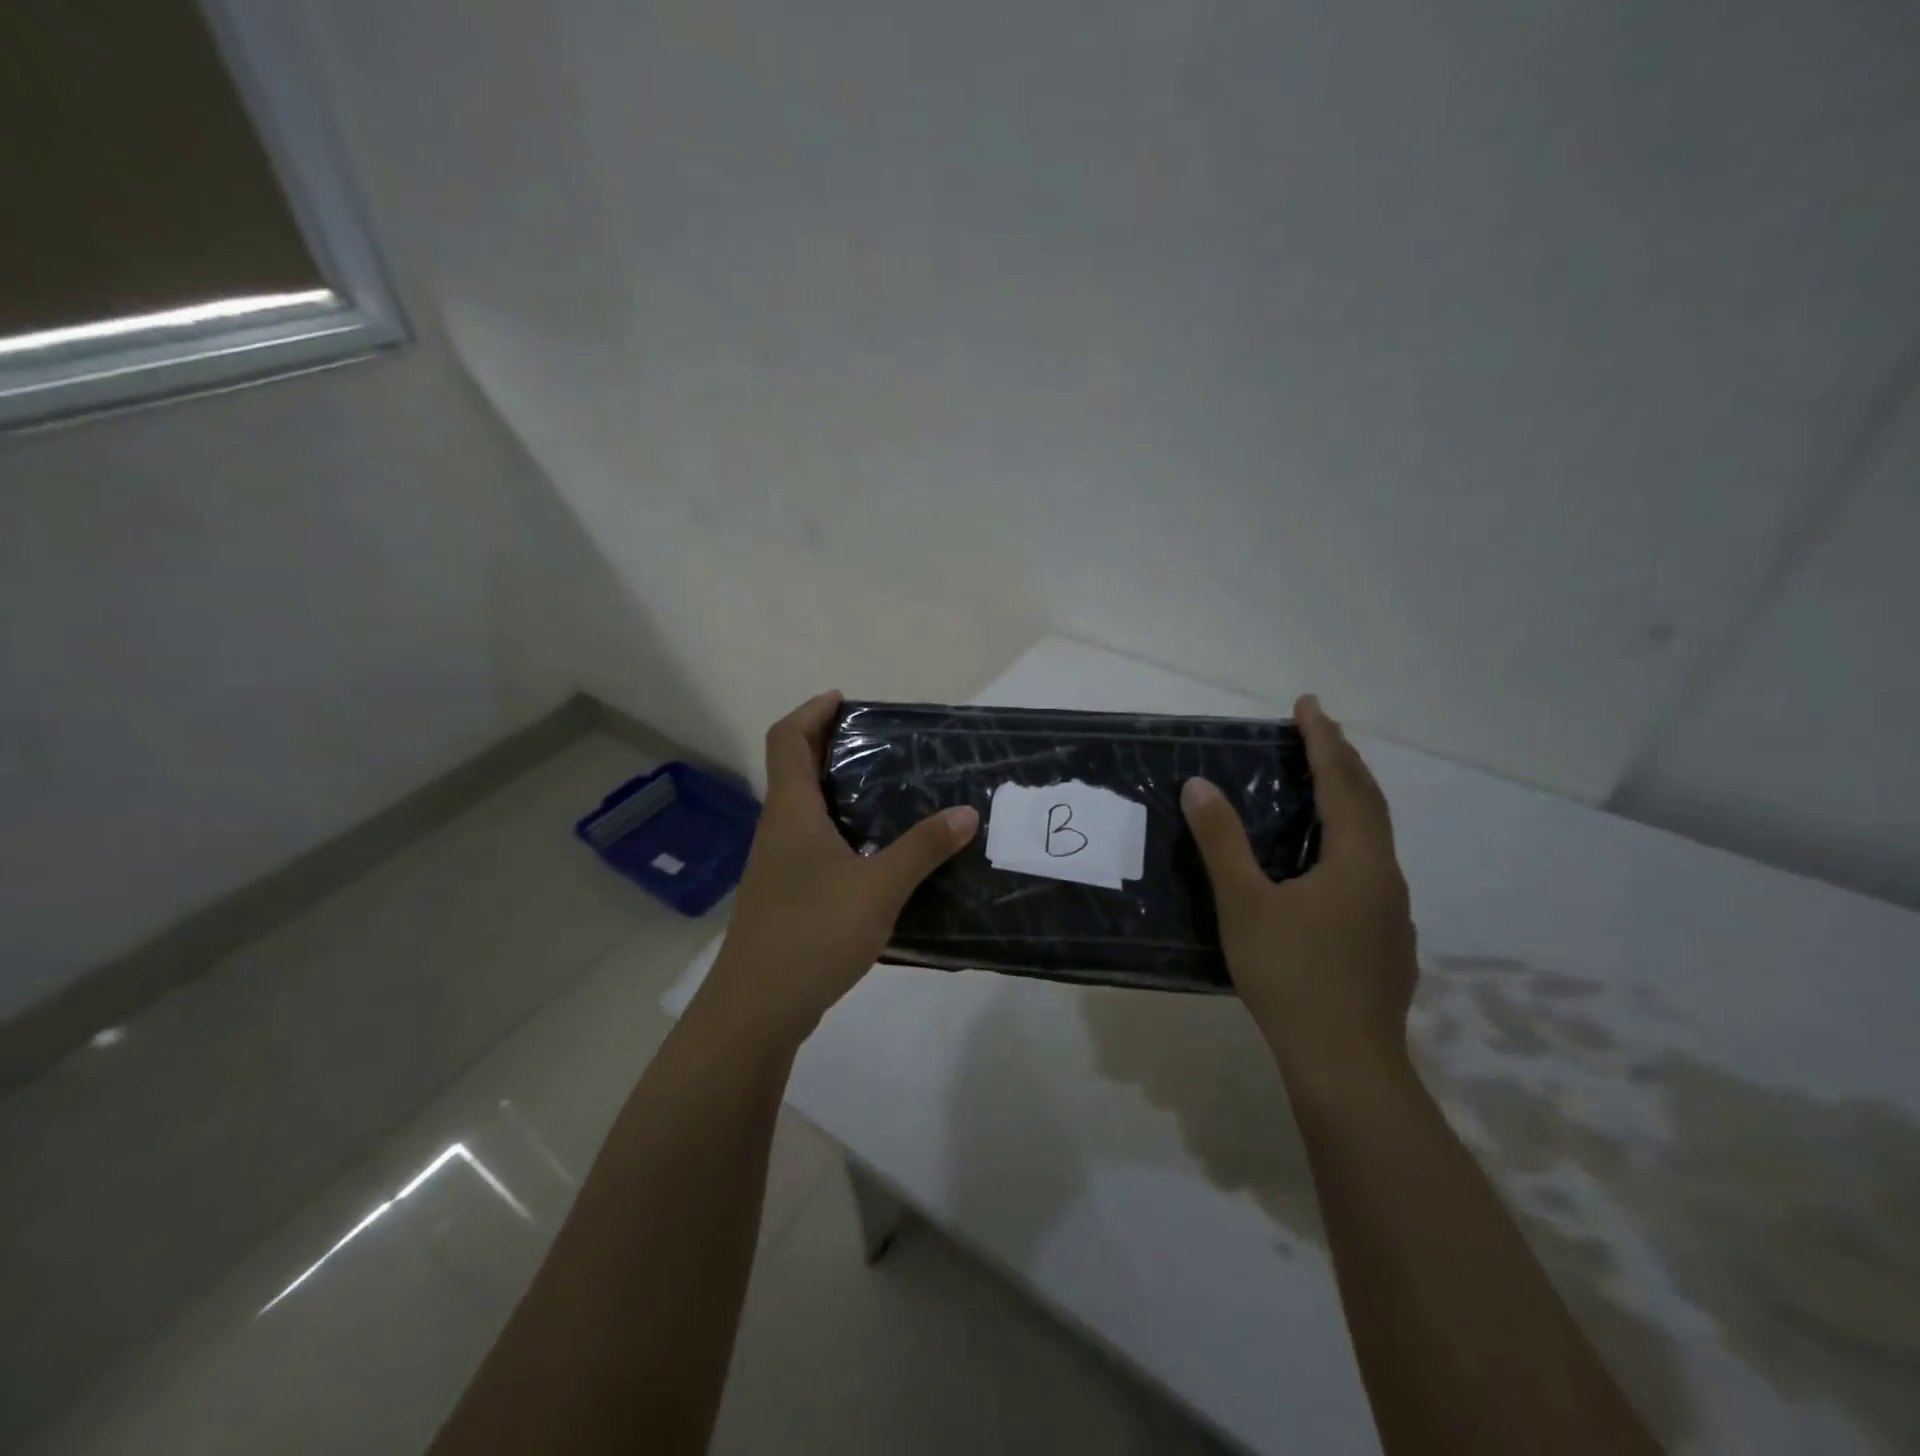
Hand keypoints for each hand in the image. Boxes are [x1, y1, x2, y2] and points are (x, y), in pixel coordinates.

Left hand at [695, 690, 980, 1050]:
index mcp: (791, 813)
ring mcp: (778, 868)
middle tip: (879, 745)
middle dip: (830, 748)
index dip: (811, 712)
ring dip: (837, 794)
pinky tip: (877, 858)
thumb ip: (923, 849)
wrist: (758, 1009)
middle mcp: (779, 831)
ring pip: (805, 812)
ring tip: (888, 796)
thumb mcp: (879, 887)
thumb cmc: (812, 933)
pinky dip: (841, 835)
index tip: (844, 700)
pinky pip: (814, 848)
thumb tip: (966, 813)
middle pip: (795, 771)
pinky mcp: (786, 898)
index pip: (787, 739)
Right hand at [1180, 695, 1417, 1093]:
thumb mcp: (1244, 904)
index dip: (1323, 740)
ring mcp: (1392, 913)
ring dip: (1351, 802)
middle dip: (1344, 762)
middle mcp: (1385, 878)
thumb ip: (1222, 843)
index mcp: (1357, 862)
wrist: (1347, 1063)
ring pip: (1374, 839)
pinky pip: (1369, 870)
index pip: (1342, 783)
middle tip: (1318, 732)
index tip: (1307, 704)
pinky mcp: (1387, 942)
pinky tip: (1325, 864)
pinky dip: (1349, 841)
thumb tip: (1200, 785)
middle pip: (1369, 804)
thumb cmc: (1292, 976)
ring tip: (1322, 786)